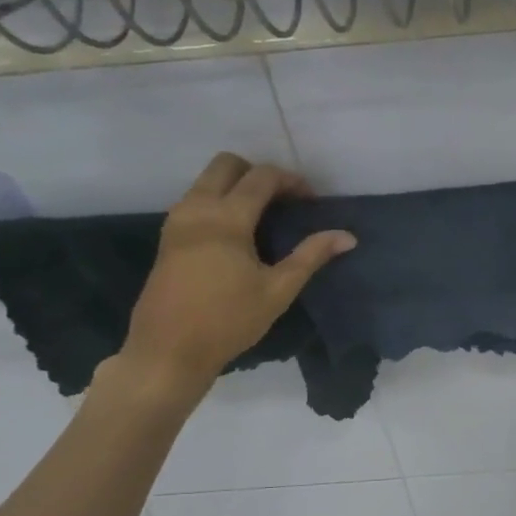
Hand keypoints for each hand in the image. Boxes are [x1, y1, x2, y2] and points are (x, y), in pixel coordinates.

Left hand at [120, 153, 354, 394]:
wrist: (167, 351)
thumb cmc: (228, 321)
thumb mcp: (278, 290)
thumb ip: (311, 256)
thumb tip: (347, 236)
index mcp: (226, 219)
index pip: (261, 177)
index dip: (291, 181)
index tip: (312, 201)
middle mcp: (197, 208)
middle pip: (227, 164)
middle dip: (259, 173)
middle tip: (284, 200)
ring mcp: (177, 221)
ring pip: (207, 180)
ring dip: (237, 186)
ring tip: (265, 216)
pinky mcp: (168, 237)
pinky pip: (196, 199)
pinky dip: (220, 200)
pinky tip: (239, 233)